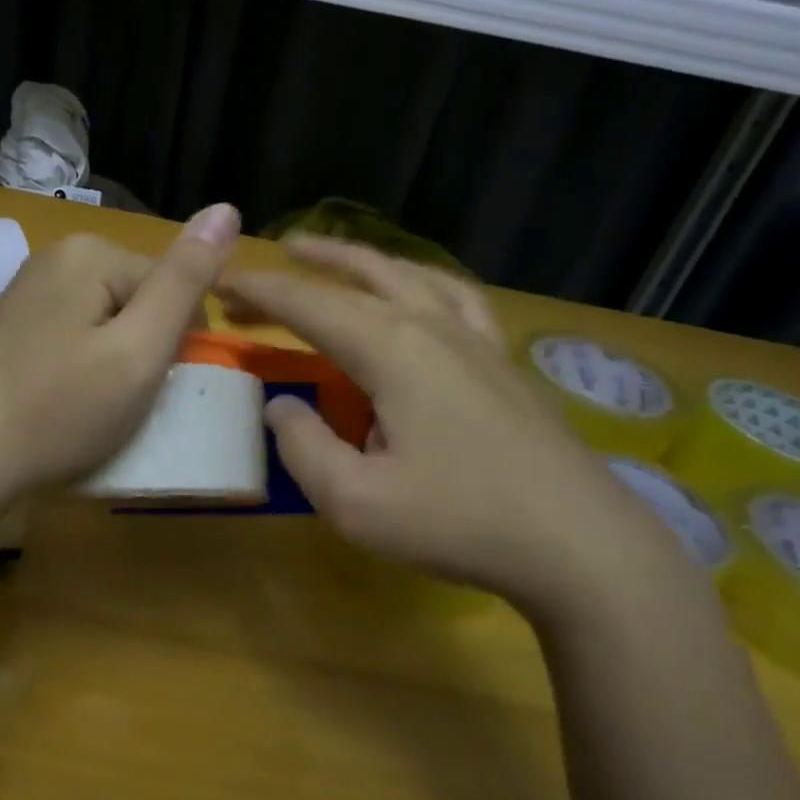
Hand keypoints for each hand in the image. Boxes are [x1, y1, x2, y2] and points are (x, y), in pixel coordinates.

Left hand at [0, 205, 242, 498]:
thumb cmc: (61, 410)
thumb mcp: (140, 349)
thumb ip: (186, 280)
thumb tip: (227, 208)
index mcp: (89, 252)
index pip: (172, 286)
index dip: (177, 342)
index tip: (153, 386)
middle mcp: (54, 257)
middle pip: (137, 299)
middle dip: (143, 348)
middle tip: (121, 399)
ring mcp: (25, 290)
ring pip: (106, 320)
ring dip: (114, 360)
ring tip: (92, 405)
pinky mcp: (9, 324)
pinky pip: (71, 334)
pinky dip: (80, 366)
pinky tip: (62, 399)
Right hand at [219, 237, 694, 622]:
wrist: (579, 544)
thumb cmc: (459, 521)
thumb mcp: (355, 501)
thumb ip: (303, 447)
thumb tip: (282, 405)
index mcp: (391, 349)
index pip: (308, 304)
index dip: (259, 291)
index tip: (221, 283)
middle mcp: (431, 325)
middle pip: (358, 277)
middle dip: (304, 268)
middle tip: (265, 265)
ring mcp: (475, 338)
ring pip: (409, 273)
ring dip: (361, 259)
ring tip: (329, 254)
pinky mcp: (502, 360)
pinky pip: (455, 297)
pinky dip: (420, 280)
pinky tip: (417, 290)